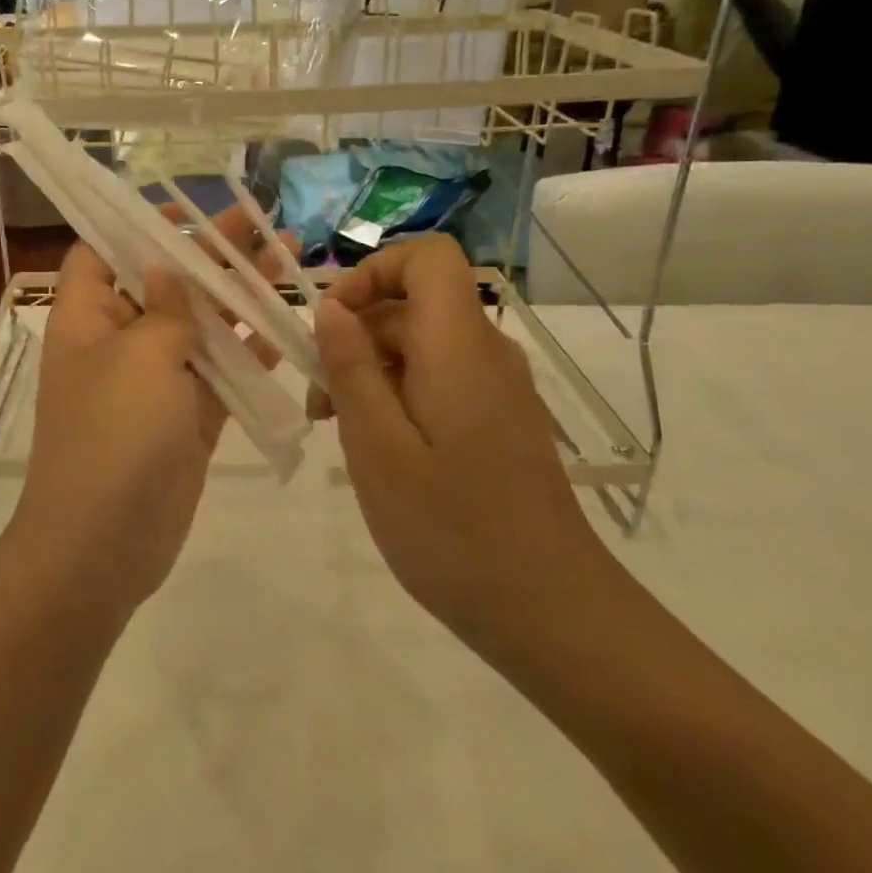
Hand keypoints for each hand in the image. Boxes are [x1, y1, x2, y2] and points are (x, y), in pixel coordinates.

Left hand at [13, 206, 290, 615]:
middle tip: (258, 224)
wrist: (104, 544)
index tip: (183, 212)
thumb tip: (166, 271)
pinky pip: (218, 373)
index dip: (137, 227)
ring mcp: (153, 381)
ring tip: (286, 258)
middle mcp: (117, 341)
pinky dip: (248, 352)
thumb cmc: (113, 434)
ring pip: (198, 326)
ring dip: (238, 296)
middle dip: (208, 255)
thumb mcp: (140, 357)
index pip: (101, 253)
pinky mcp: (185, 417)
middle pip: (163, 283)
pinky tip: (286, 326)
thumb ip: (164, 310)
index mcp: (86, 317)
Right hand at [309, 234, 608, 643]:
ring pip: (421, 344)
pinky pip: (439, 379)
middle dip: (355, 334)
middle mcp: (485, 353)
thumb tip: (329, 306)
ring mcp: (497, 388)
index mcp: (459, 347)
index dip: (373, 271)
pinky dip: (397, 395)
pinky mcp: (498, 420)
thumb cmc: (453, 530)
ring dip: (370, 370)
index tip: (332, 322)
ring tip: (338, 430)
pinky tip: (378, 449)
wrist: (552, 615)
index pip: (428, 257)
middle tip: (318, 399)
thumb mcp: (377, 448)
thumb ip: (351, 368)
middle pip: (413, 304)